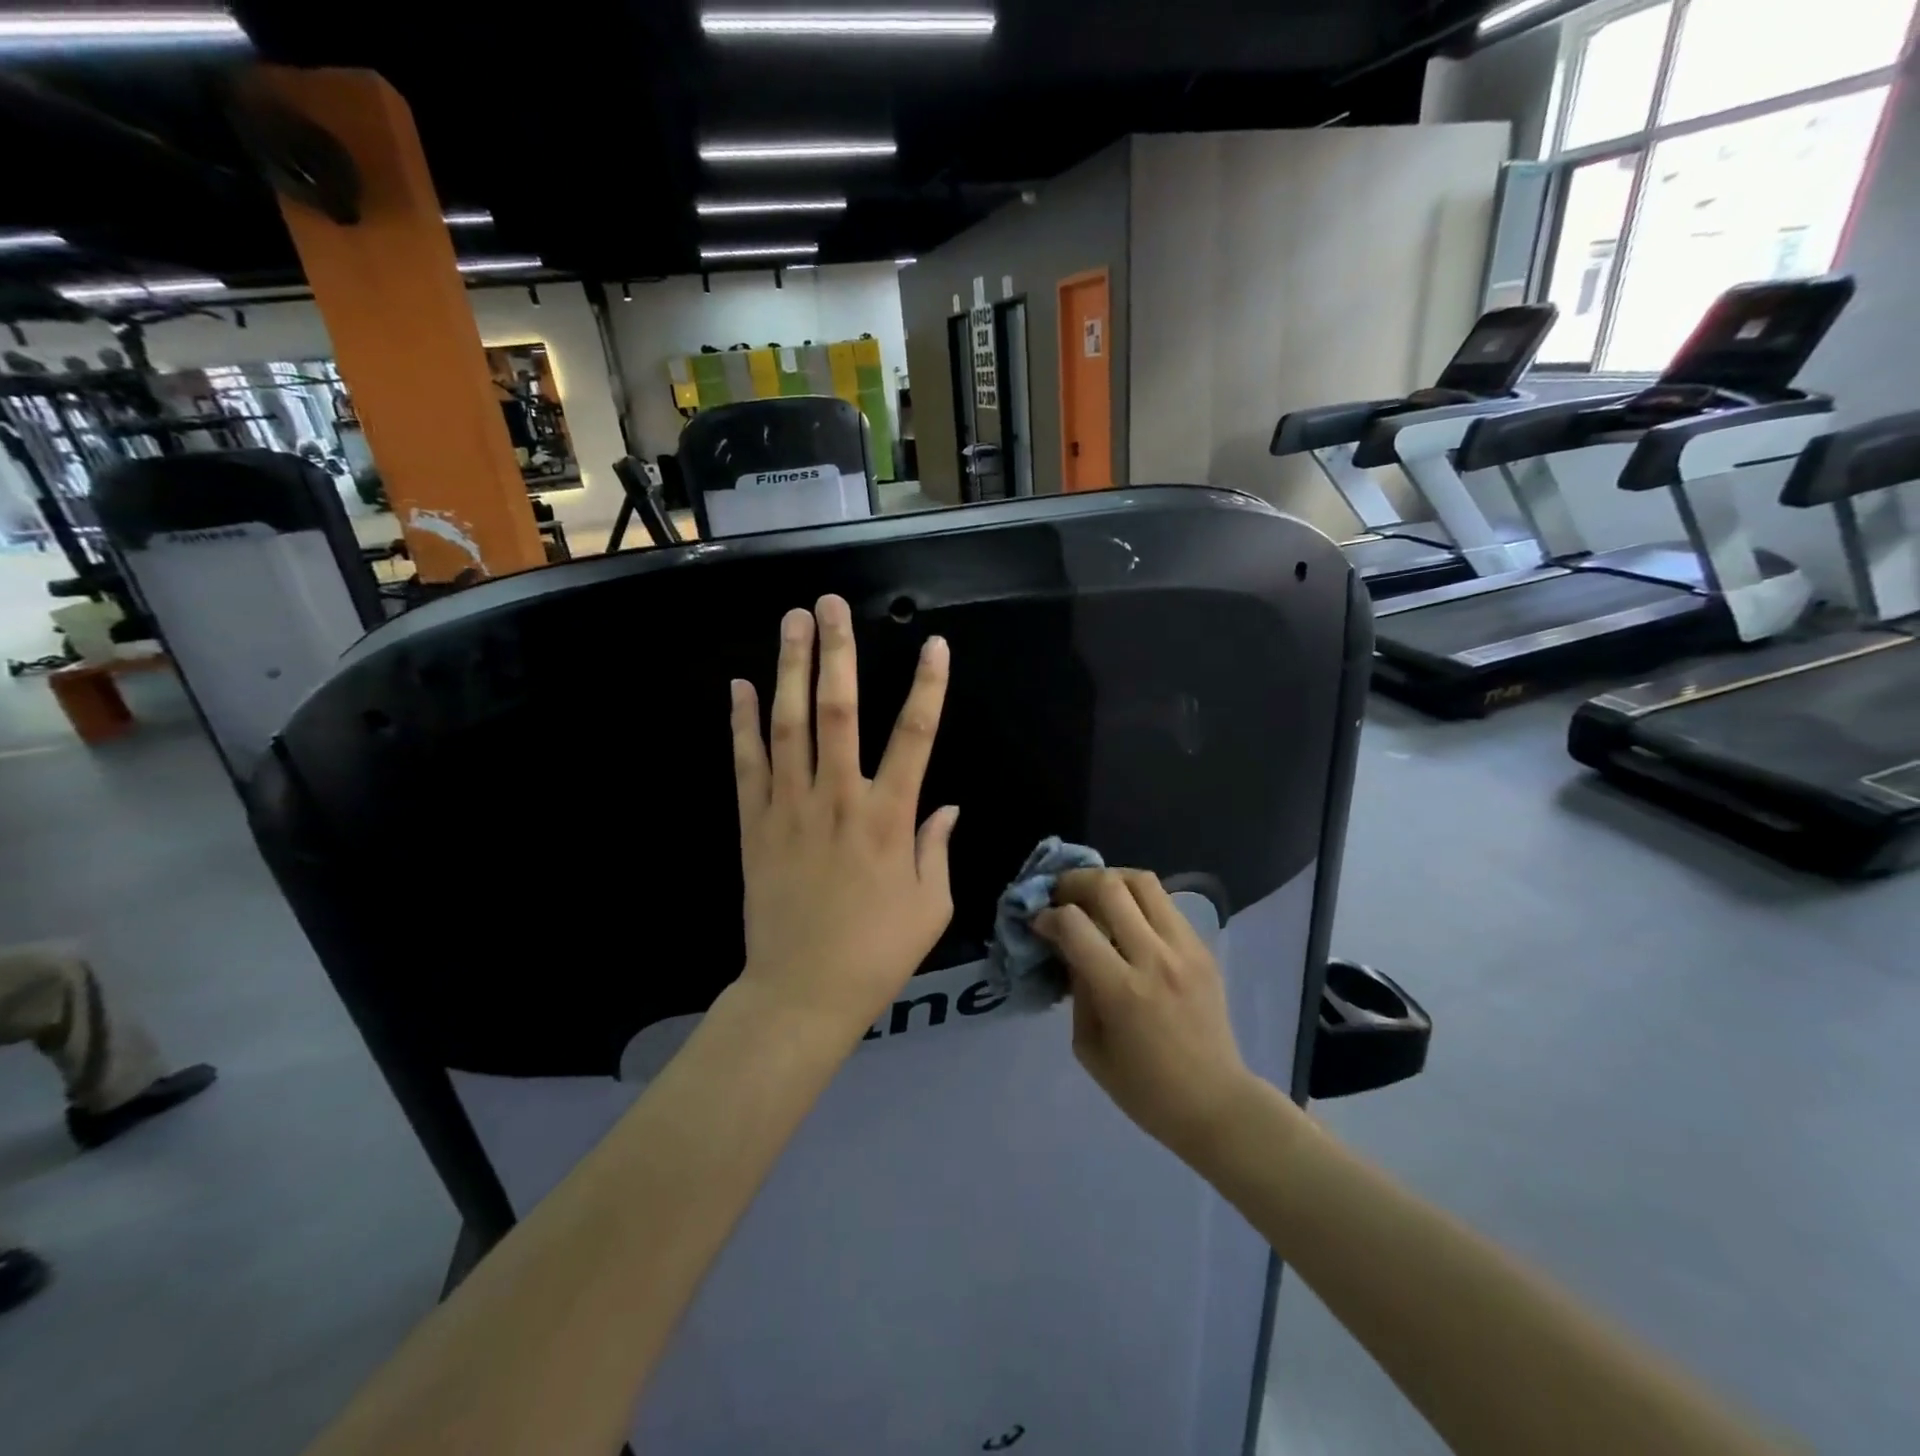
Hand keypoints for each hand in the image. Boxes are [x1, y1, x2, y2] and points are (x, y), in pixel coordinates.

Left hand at [731, 595, 959, 1038]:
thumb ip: (937, 846)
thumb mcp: (930, 904)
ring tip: (792, 622)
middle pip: (837, 711)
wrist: (802, 991)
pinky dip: (742, 723)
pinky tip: (740, 685)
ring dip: (790, 669)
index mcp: (888, 818)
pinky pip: (746, 764)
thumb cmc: (877, 951)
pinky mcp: (754, 825)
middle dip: (838, 653)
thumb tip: (947, 805)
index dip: (927, 688)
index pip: (914, 737)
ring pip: (788, 725)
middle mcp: (838, 800)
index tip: (934, 645)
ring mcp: (789, 809)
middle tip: (833, 605)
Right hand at [1035, 868, 1258, 1161]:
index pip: (1075, 924)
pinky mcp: (1203, 948)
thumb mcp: (1089, 1046)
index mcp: (1122, 991)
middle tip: (1061, 895)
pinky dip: (1138, 900)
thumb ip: (1077, 988)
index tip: (1039, 922)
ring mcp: (1185, 948)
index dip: (1048, 916)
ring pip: (1143, 881)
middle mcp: (1155, 959)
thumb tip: (1067, 945)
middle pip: (1110, 886)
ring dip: (1109, 879)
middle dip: (1074, 882)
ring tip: (1094, 895)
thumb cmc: (1143, 1088)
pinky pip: (1165, 903)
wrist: (1215, 1102)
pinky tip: (1127, 918)